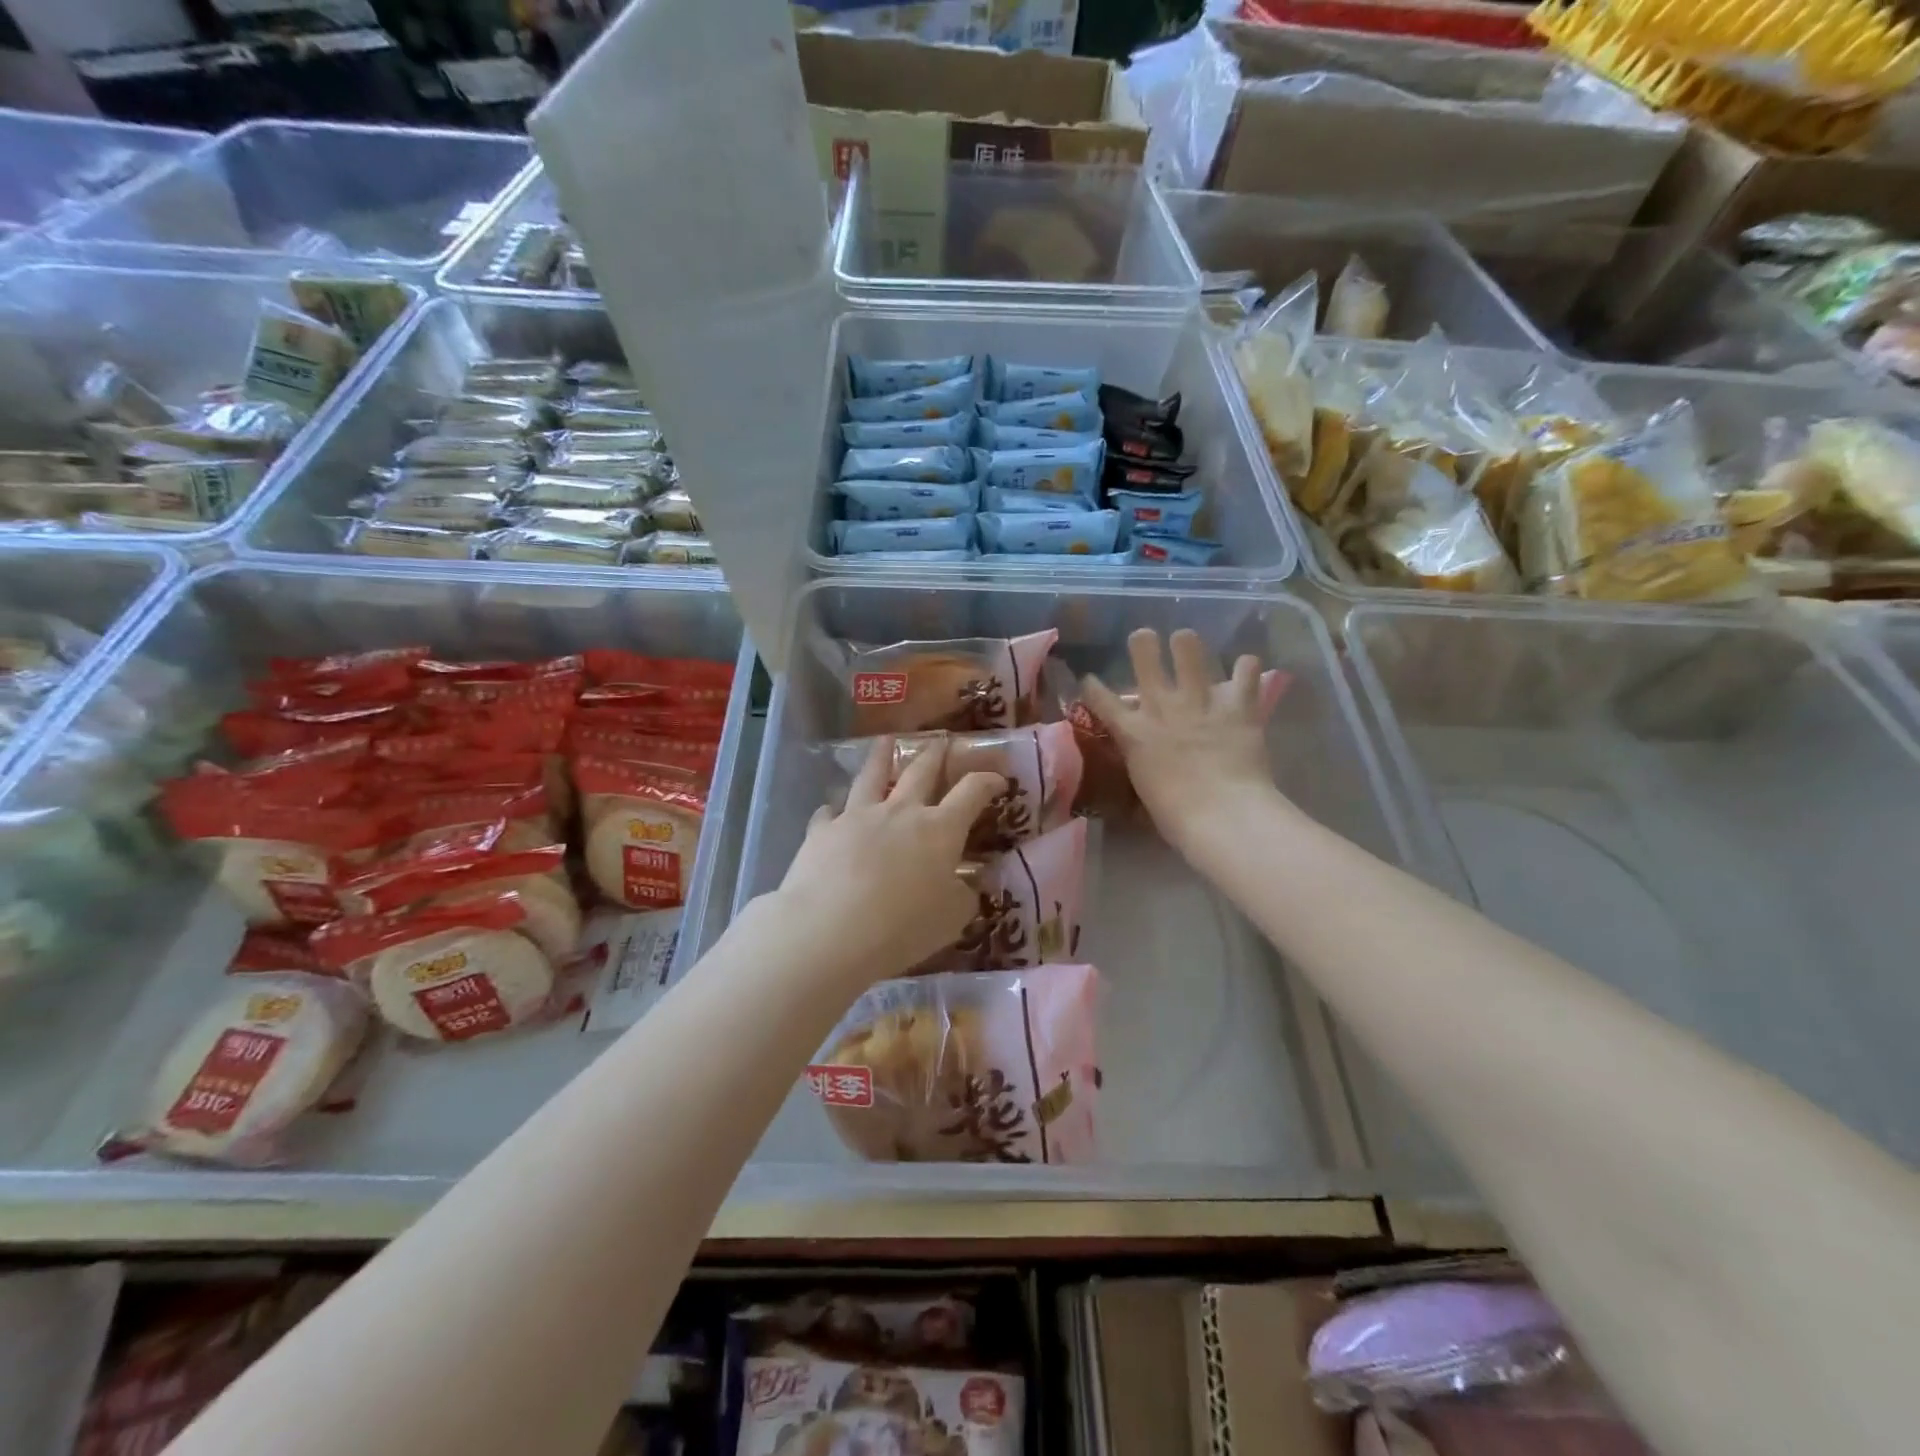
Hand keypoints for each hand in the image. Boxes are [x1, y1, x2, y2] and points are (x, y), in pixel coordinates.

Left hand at [774, 737, 1003, 985]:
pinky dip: (834, 810)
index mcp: (940, 829)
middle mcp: (900, 811)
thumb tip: (968, 886)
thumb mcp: (951, 920)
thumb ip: (964, 897)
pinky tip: (831, 811)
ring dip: (881, 757)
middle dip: (935, 754)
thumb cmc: (902, 927)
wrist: (830, 930)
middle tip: (941, 741)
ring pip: (872, 776)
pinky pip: (829, 812)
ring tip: (885, 741)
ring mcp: (857, 816)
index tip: (998, 778)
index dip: (988, 781)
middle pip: (921, 771)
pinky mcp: (822, 830)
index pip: (972, 792)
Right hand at [1083, 628, 1289, 856]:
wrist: (1222, 815)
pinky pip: (1246, 670)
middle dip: (1143, 642)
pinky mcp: (1238, 705)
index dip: (1092, 686)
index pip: (1101, 699)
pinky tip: (1245, 671)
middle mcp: (1162, 706)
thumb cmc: (1176, 817)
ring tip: (1188, 644)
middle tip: (1146, 639)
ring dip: (1187, 644)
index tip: (1089, 679)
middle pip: (1144, 654)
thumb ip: (1142, 766)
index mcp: (1134, 732)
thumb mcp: (1144, 790)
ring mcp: (1200, 701)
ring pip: (1189, 648)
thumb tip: (1145, 766)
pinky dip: (1246, 668)